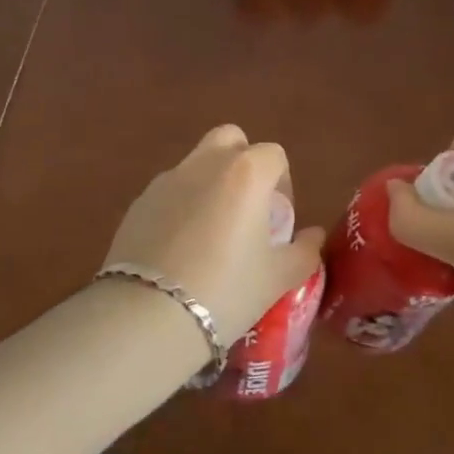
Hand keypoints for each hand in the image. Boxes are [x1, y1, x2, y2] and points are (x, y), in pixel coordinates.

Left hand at [100, 126, 325, 345]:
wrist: (150, 314)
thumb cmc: (227, 289)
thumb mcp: (278, 278)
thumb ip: (304, 252)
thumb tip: (314, 236)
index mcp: (246, 172)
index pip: (273, 155)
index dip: (282, 182)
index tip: (277, 219)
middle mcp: (205, 164)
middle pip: (230, 139)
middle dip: (242, 162)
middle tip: (246, 207)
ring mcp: (167, 179)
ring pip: (196, 163)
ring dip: (209, 184)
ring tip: (211, 233)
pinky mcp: (139, 202)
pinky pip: (169, 191)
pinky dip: (180, 206)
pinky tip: (179, 249)